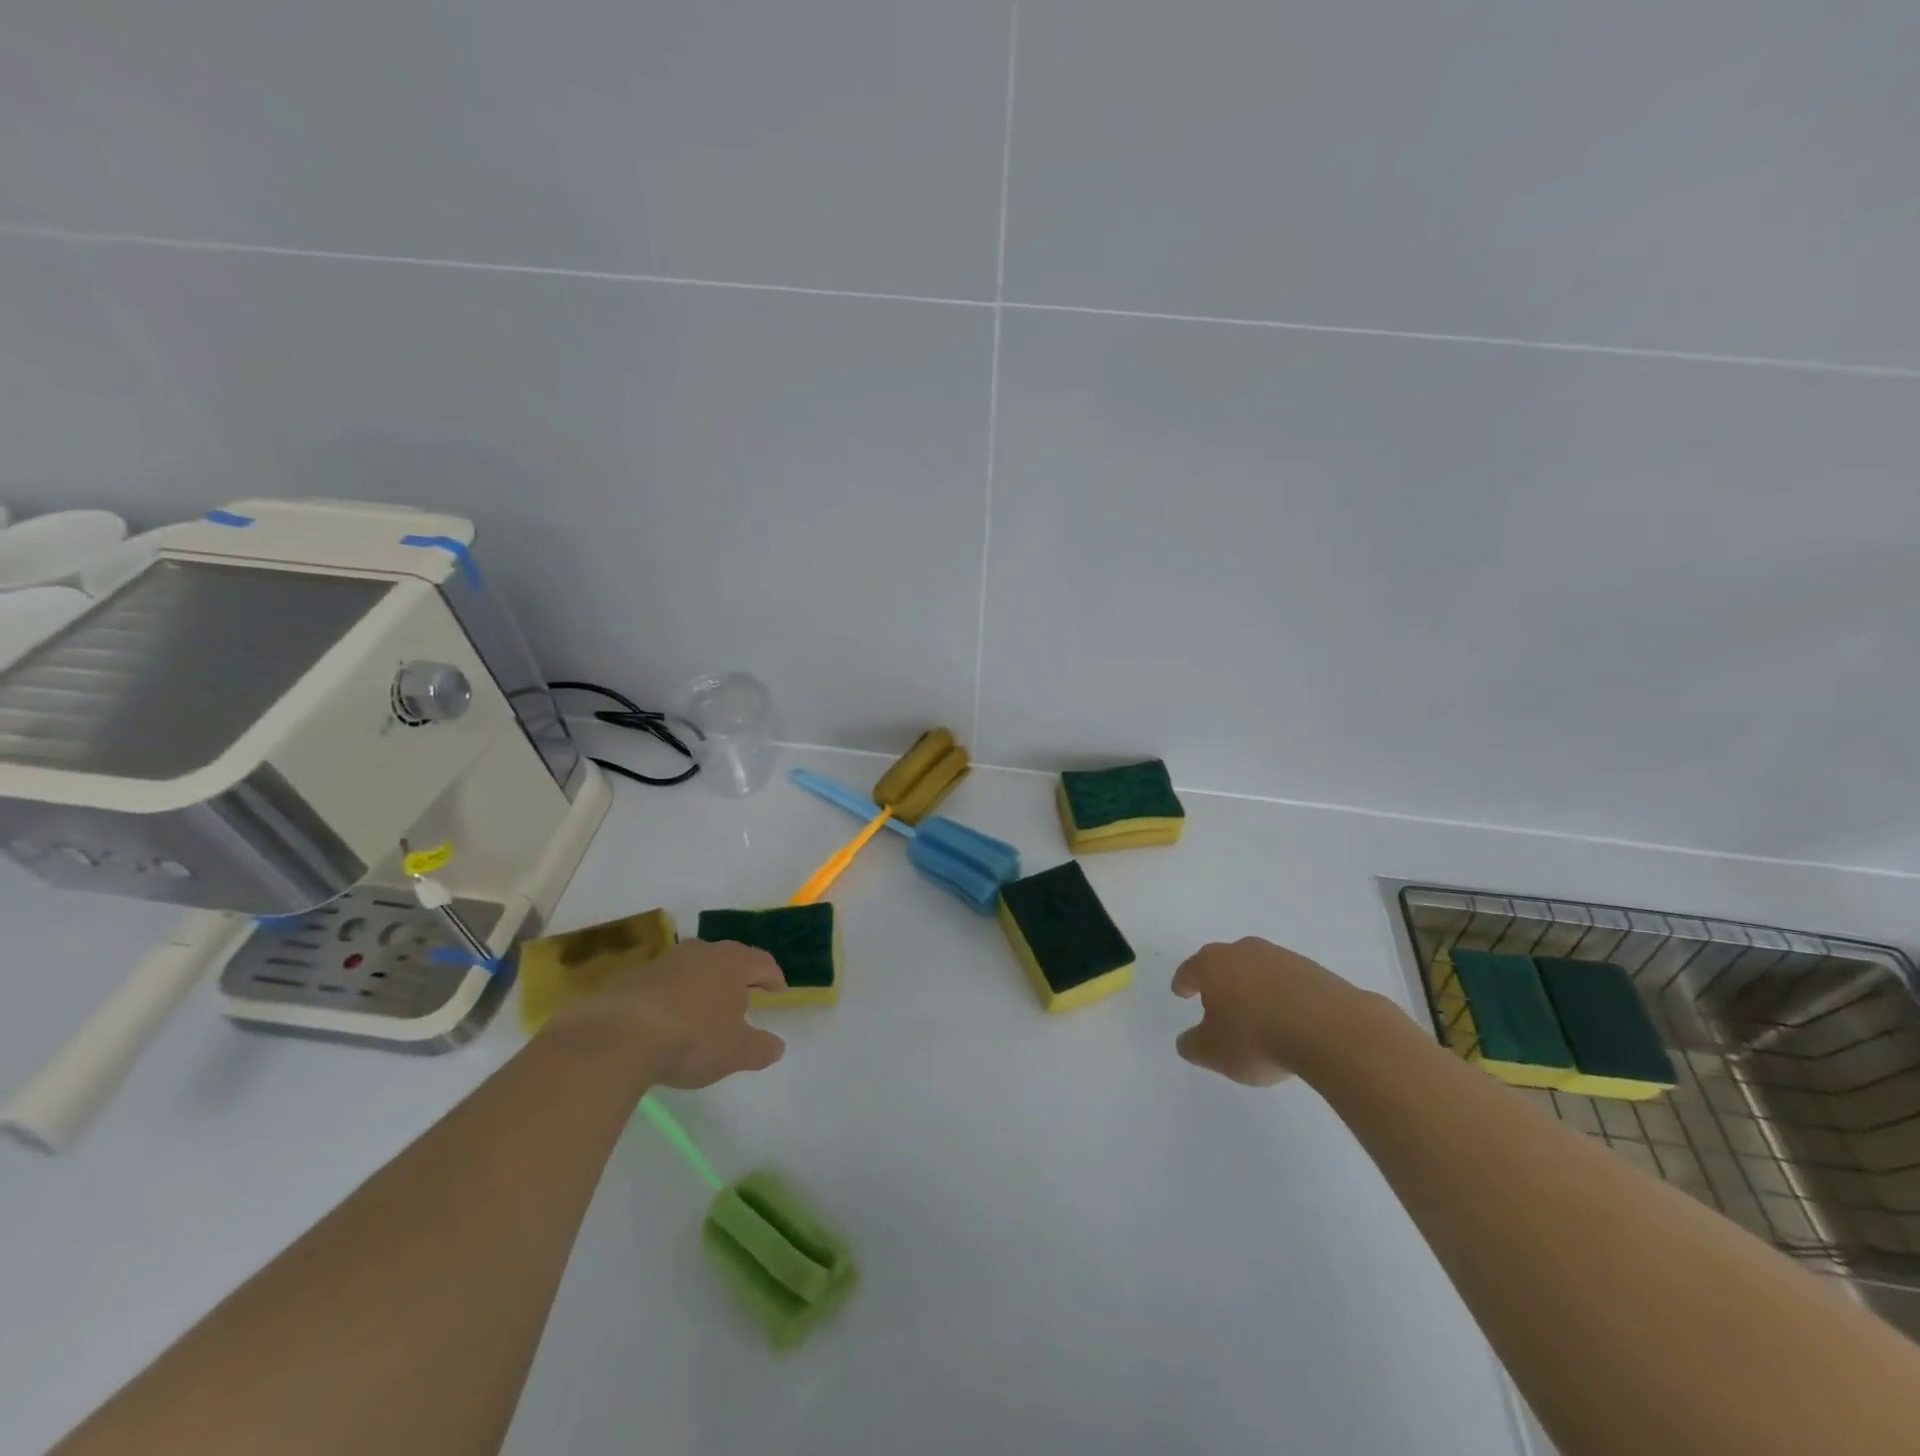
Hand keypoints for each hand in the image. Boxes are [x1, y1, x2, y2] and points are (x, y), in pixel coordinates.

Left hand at [546, 939, 787, 1088]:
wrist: (619, 1036)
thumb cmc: (692, 1038)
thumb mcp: (736, 1052)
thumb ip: (761, 1048)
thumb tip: (778, 1046)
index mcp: (732, 962)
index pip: (763, 962)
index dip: (774, 977)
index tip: (779, 990)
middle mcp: (701, 952)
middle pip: (727, 959)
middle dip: (737, 977)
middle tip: (743, 996)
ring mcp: (665, 962)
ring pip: (693, 968)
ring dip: (702, 985)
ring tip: (704, 1008)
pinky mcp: (633, 978)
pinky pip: (663, 984)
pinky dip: (672, 997)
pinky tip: (667, 1020)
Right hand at [1172, 938, 1366, 1085]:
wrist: (1329, 1029)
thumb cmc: (1257, 1037)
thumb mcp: (1214, 1052)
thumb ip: (1194, 1045)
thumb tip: (1187, 1041)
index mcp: (1213, 964)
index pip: (1190, 969)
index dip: (1184, 982)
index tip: (1180, 991)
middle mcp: (1244, 951)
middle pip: (1225, 962)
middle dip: (1220, 980)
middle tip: (1217, 1002)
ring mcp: (1282, 957)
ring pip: (1258, 969)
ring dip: (1254, 987)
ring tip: (1257, 1015)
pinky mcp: (1314, 970)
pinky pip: (1288, 982)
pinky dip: (1283, 996)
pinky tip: (1288, 1019)